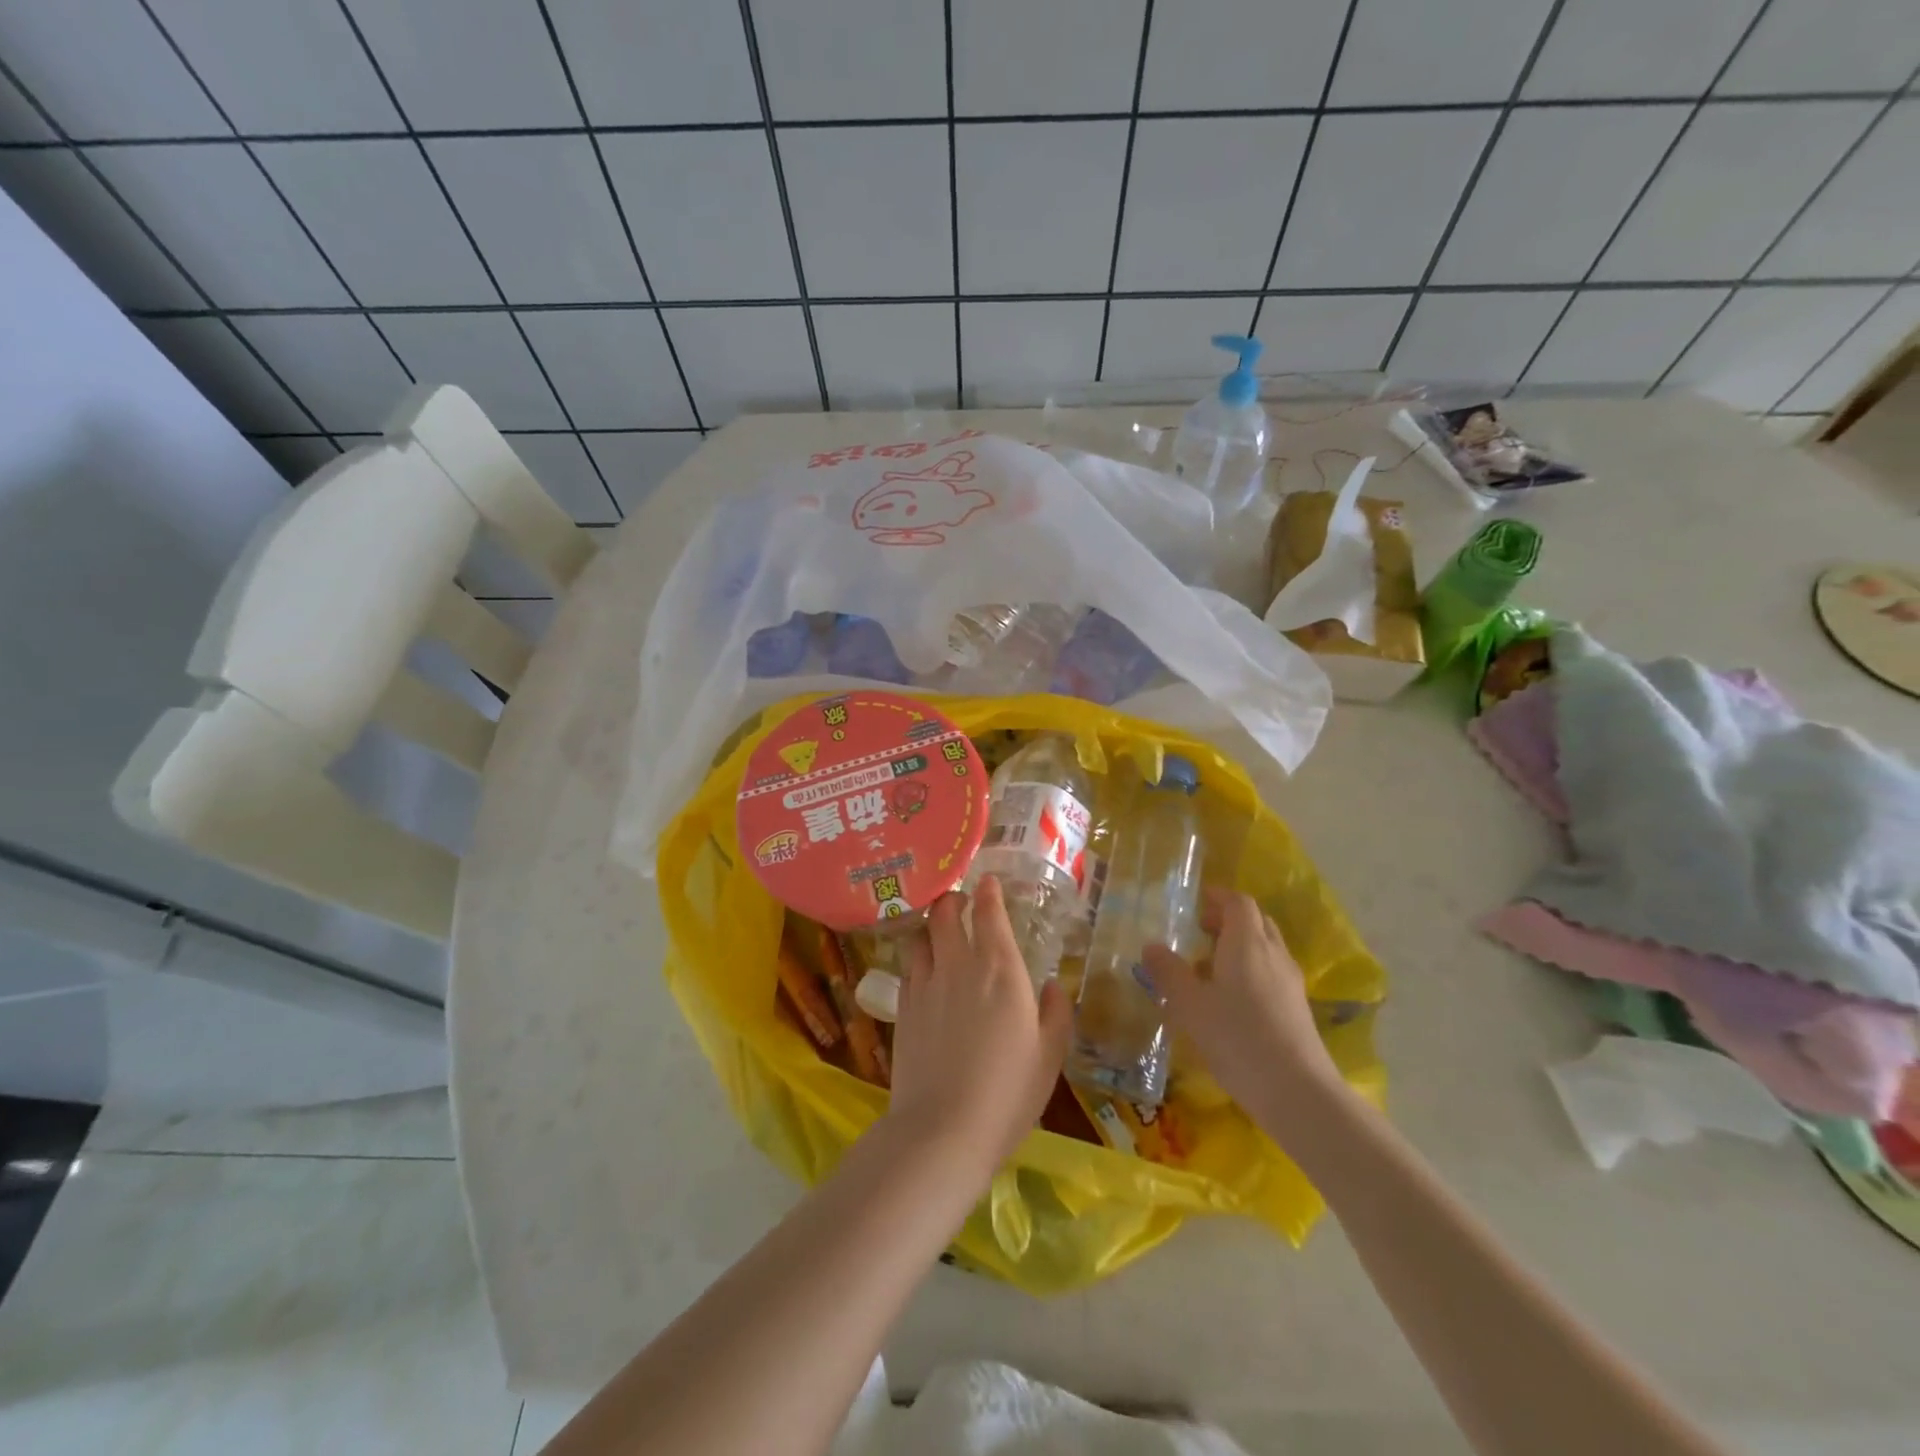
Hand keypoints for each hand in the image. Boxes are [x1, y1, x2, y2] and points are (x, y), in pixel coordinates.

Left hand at [887, 875, 1071, 1172]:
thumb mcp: (1050, 1055)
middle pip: (945, 912)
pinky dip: (917, 957)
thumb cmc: (1008, 1092)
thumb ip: (1056, 1013)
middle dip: (952, 898)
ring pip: (920, 934)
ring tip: (939, 933)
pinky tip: (925, 971)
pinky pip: (907, 966)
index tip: (988, 882)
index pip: (989, 912)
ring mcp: (925, 984)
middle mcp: (959, 964)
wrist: (943, 1129)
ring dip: (930, 926)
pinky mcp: (902, 1007)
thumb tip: (1052, 985)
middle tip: (961, 902)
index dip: (988, 891)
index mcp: (1000, 969)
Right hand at [1143, 888, 1349, 1142]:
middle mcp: (1273, 954)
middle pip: (1255, 921)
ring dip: (1239, 947)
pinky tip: (1230, 1001)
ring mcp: (1290, 982)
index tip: (1195, 902)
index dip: (1217, 897)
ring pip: (1265, 948)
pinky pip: (1271, 973)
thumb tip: (1151, 946)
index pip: (1238, 902)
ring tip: (1208, 968)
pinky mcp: (1297, 1009)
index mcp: (1247, 943)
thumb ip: (1168, 972)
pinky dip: (1250, 971)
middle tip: (1199, 932)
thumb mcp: (1189, 1005)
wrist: (1297, 1092)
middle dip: (1228, 920)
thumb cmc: (1237, 1038)